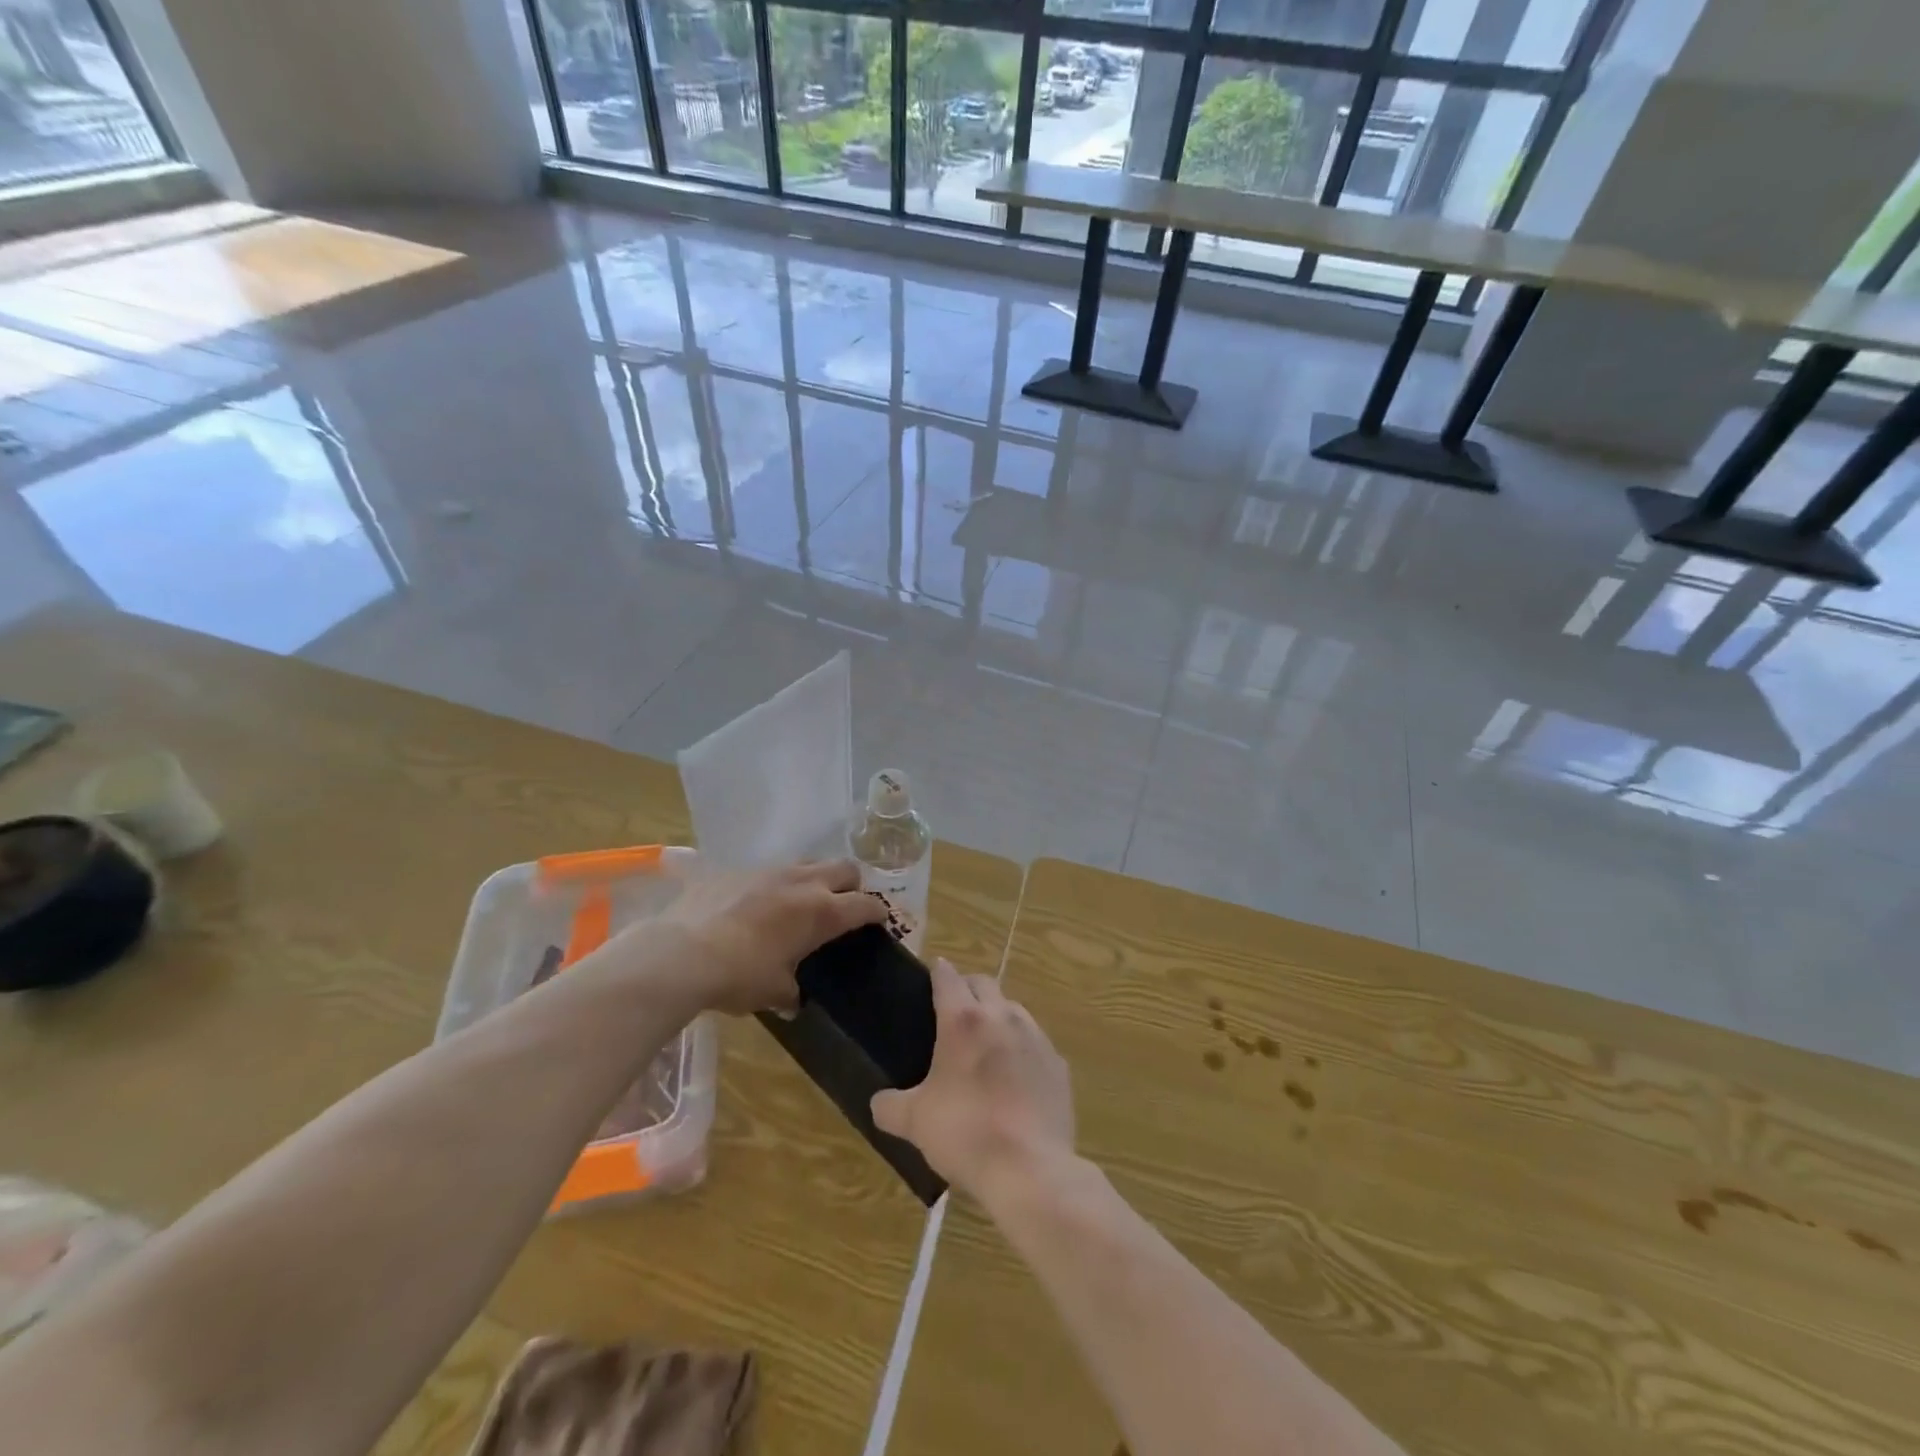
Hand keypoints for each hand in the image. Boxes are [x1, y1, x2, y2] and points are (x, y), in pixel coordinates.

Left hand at [602, 859, 887, 1015]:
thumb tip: (795, 1000)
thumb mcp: (773, 992)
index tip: (880, 922)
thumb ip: (792, 992)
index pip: (866, 904)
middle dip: (852, 886)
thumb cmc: (739, 976)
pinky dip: (776, 885)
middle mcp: (803, 882)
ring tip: (802, 903)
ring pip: (809, 863)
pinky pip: (770, 870)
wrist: (679, 953)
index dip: (878, 913)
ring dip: (815, 880)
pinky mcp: (738, 869)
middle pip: (846, 869)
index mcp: (822, 912)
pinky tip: (759, 907)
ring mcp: (770, 870)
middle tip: (844, 908)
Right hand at [871, 959, 1074, 1202]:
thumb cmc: (965, 1133)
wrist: (1030, 1169)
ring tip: (985, 1044)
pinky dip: (1022, 1049)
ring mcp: (1035, 1038)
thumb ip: (890, 1106)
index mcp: (963, 1020)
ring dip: (997, 1016)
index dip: (938, 972)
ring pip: (1013, 1009)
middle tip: (954, 1011)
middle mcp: (1002, 1017)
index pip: (947, 977)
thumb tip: (878, 1102)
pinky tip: (1015, 1077)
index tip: (931, 975)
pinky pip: (1036, 1043)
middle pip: (984, 983)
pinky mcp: (1058, 1064)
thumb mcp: (914, 1122)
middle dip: (968, 988)